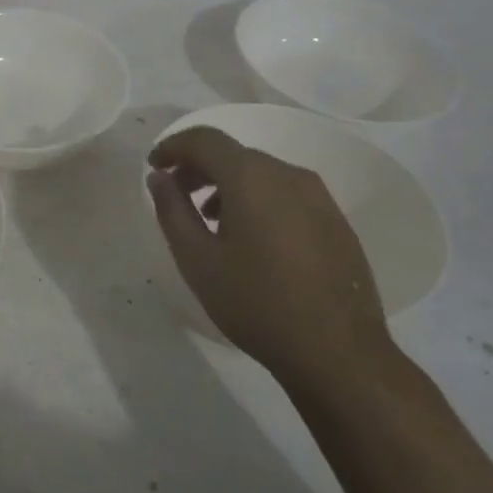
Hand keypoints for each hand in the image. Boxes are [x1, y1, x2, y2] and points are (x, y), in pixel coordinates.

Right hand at [146, 126, 392, 390]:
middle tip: (175, 193)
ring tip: (209, 220)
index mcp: (251, 177)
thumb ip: (172, 210)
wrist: (338, 353)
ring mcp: (318, 196)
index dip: (173, 147)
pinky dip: (257, 199)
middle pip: (234, 154)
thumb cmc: (256, 303)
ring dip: (228, 184)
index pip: (204, 139)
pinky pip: (285, 193)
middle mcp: (288, 174)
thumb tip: (159, 177)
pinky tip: (250, 238)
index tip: (153, 166)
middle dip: (199, 167)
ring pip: (261, 173)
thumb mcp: (197, 260)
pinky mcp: (335, 220)